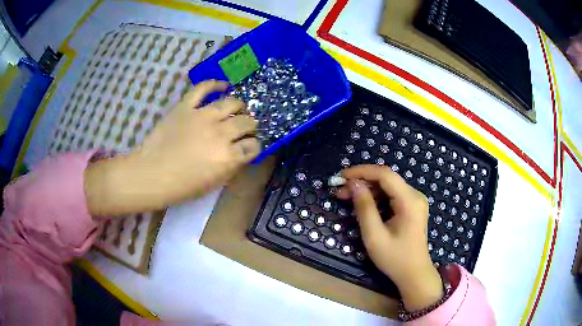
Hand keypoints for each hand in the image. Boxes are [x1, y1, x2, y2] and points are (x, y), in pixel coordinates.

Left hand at [85, 80, 259, 215]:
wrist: (151, 174)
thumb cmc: (181, 186)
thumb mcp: (212, 184)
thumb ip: (231, 167)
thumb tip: (240, 154)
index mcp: (228, 157)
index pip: (253, 146)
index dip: (254, 146)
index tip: (250, 147)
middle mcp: (220, 133)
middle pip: (247, 123)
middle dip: (251, 126)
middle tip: (246, 128)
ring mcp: (202, 116)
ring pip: (231, 103)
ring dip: (239, 107)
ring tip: (238, 109)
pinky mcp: (186, 106)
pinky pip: (203, 89)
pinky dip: (215, 84)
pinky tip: (223, 86)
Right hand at [336, 165, 442, 310]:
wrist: (414, 274)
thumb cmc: (395, 258)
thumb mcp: (375, 236)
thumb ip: (364, 208)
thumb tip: (354, 184)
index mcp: (410, 201)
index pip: (385, 175)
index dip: (362, 171)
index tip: (341, 176)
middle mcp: (415, 195)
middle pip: (386, 178)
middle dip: (362, 181)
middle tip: (340, 190)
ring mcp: (415, 201)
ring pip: (388, 186)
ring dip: (367, 188)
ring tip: (347, 196)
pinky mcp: (412, 207)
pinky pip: (392, 195)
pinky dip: (376, 196)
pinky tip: (363, 202)